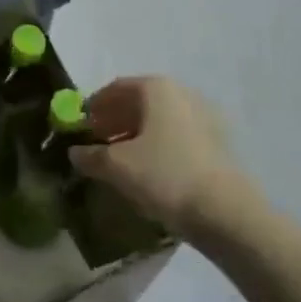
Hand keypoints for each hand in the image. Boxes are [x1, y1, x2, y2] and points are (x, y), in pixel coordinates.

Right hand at [70, 77, 249, 239]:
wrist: (226, 213)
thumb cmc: (165, 176)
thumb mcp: (117, 166)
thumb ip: (91, 156)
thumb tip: (74, 153)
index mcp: (156, 89)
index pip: (115, 88)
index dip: (93, 106)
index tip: (79, 126)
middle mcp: (181, 94)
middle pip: (138, 103)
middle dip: (113, 121)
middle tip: (95, 144)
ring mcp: (202, 118)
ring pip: (157, 122)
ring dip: (133, 136)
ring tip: (117, 161)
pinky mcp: (215, 144)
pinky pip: (175, 137)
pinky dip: (155, 147)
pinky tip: (145, 171)